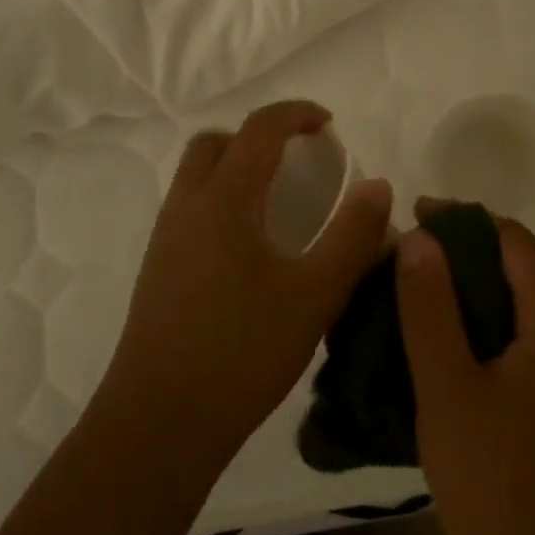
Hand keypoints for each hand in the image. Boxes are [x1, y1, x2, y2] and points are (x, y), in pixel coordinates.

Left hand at [97, 101, 393, 476]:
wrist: (160, 420)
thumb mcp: (315, 294)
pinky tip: (250, 247)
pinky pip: (190, 207)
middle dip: (258, 136)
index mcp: (224, 199)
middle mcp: (187, 205)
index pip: (259, 129)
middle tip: (298, 160)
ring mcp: (165, 237)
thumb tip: (377, 185)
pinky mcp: (157, 267)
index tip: (327, 123)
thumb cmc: (243, 351)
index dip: (295, 114)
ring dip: (236, 167)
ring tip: (278, 201)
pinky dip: (221, 199)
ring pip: (197, 175)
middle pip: (216, 142)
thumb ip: (352, 235)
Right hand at [396, 202, 534, 534]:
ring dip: (481, 286)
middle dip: (468, 252)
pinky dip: (499, 318)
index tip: (413, 216)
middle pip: (528, 265)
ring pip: (533, 297)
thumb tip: (418, 235)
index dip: (461, 220)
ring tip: (424, 289)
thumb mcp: (444, 385)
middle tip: (410, 257)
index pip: (515, 240)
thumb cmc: (489, 483)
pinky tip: (458, 333)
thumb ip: (428, 303)